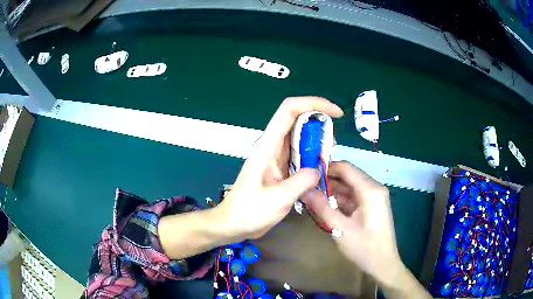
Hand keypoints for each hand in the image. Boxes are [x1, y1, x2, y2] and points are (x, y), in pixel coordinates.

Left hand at [217, 97, 342, 240]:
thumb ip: (300, 183)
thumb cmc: (249, 211)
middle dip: (319, 122)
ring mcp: (276, 157)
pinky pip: (300, 155)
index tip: (335, 112)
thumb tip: (318, 170)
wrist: (233, 224)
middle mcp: (272, 146)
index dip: (313, 103)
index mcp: (268, 146)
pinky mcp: (281, 169)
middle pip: (297, 120)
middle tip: (334, 142)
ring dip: (318, 141)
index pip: (289, 110)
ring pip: (300, 137)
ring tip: (330, 156)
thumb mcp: (277, 199)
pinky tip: (321, 168)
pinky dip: (314, 156)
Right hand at [302, 161, 402, 286]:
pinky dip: (340, 200)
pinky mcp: (371, 206)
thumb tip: (305, 190)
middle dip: (327, 180)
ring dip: (332, 191)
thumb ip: (322, 207)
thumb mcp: (340, 228)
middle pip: (348, 176)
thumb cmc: (364, 246)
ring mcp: (374, 197)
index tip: (307, 173)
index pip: (346, 168)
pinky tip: (325, 205)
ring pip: (350, 187)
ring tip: (311, 195)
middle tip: (306, 186)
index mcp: (370, 190)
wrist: (382, 264)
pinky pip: (354, 197)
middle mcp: (374, 188)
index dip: (327, 168)